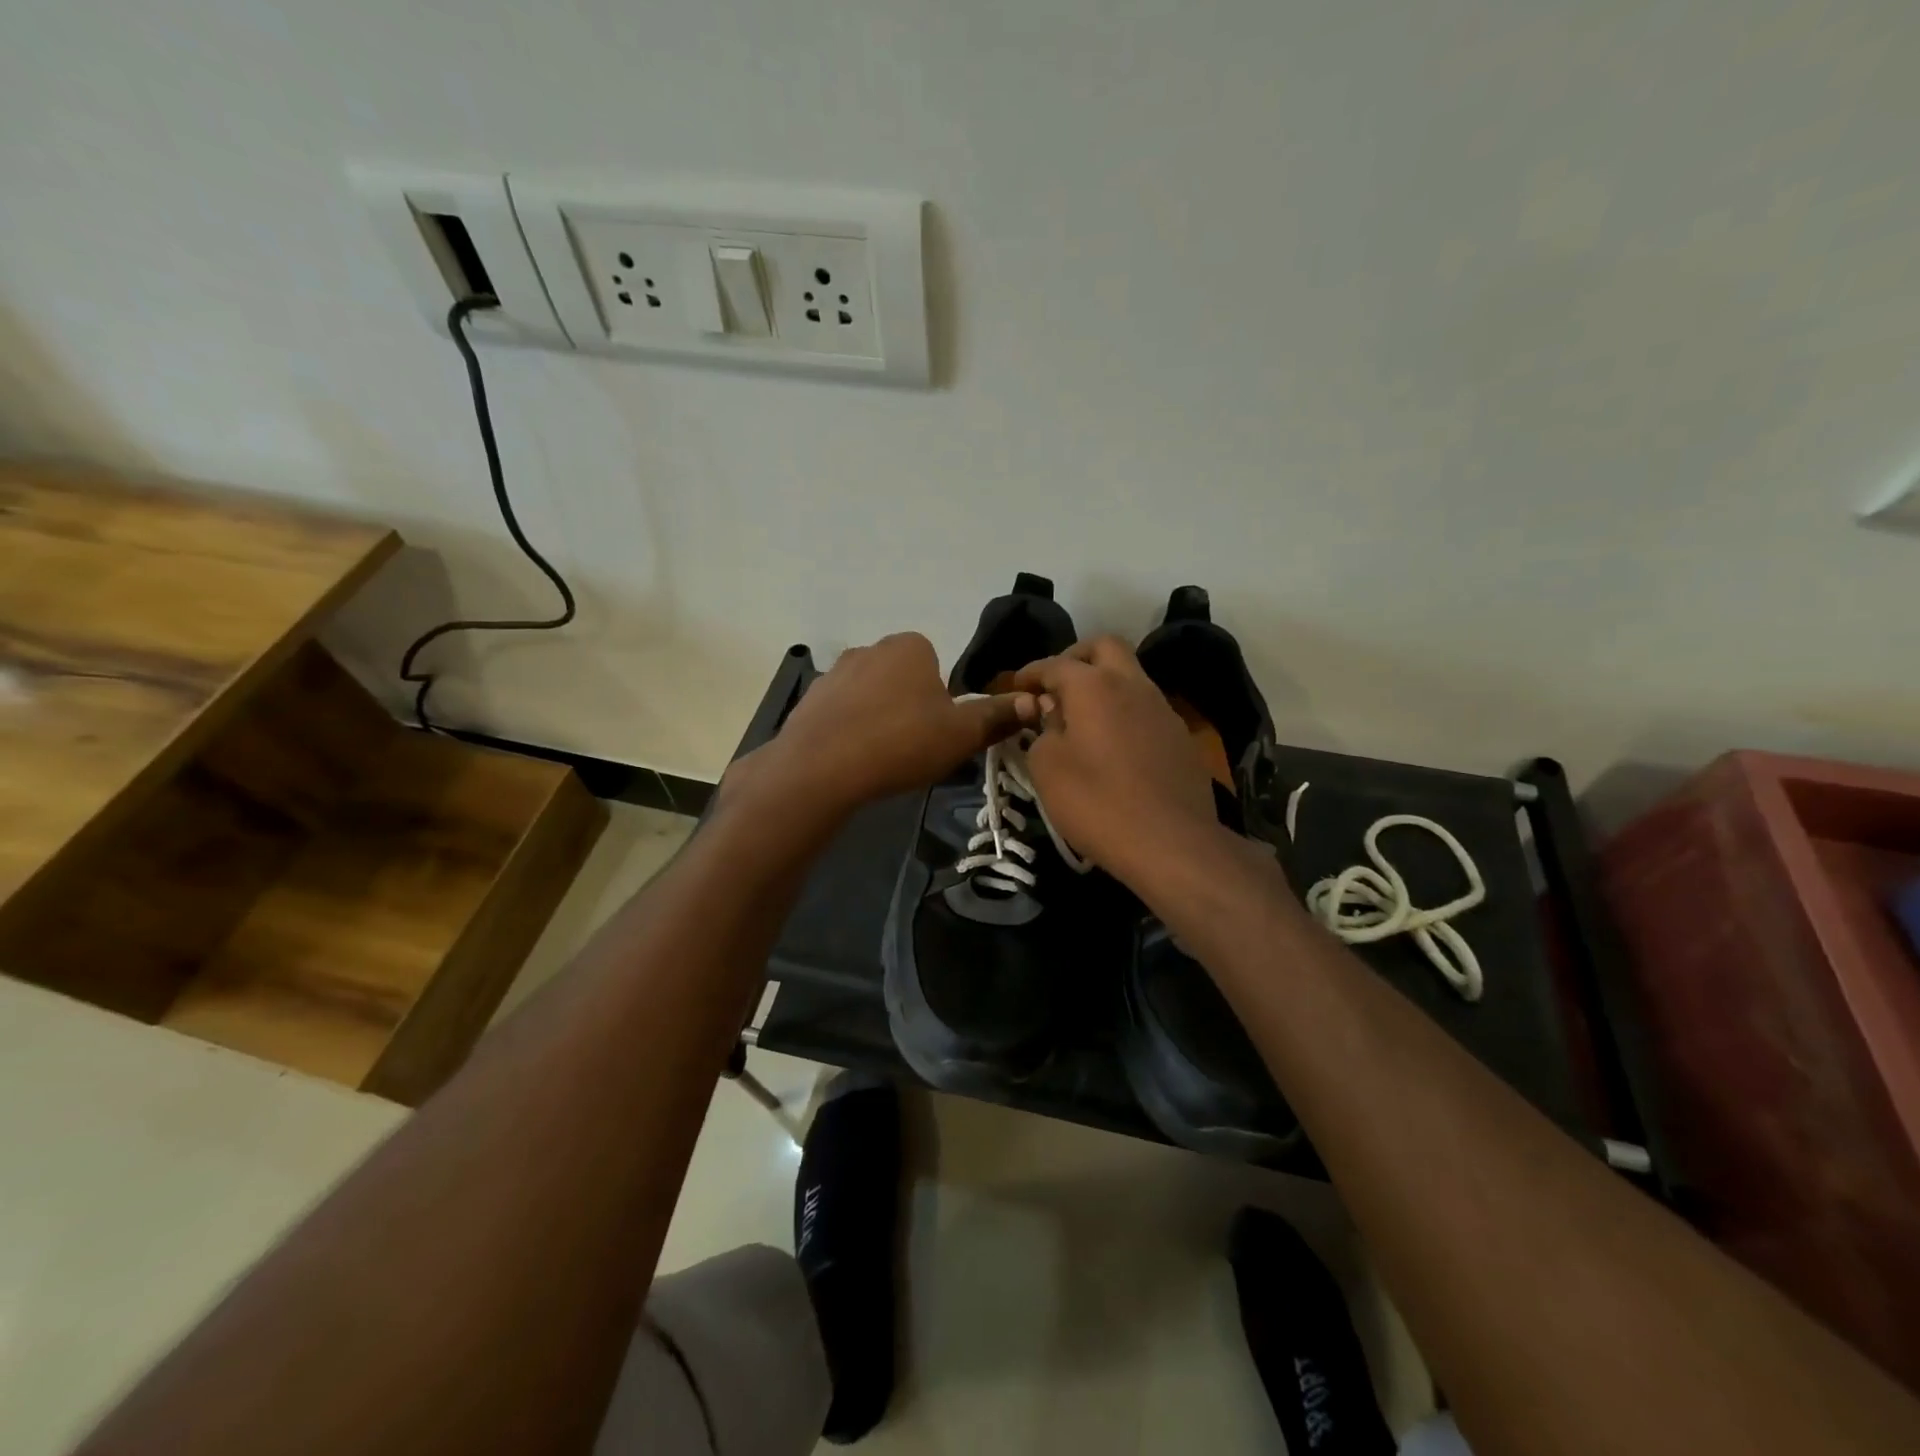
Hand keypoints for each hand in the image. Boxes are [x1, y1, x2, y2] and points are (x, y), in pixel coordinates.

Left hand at [724, 633, 1035, 822]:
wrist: (821, 769)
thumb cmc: (901, 743)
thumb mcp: (961, 734)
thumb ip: (997, 716)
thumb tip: (1034, 701)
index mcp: (911, 646)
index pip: (938, 665)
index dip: (944, 701)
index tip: (940, 732)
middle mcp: (871, 648)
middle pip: (904, 679)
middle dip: (911, 707)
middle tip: (915, 748)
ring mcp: (835, 673)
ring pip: (872, 696)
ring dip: (879, 718)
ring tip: (883, 757)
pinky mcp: (809, 700)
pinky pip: (842, 713)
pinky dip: (850, 730)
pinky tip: (853, 760)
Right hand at [1012, 636, 1223, 885]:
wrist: (1171, 842)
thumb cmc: (1097, 803)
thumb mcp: (1047, 769)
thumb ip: (1042, 731)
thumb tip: (1050, 714)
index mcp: (1094, 686)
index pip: (1055, 664)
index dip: (1031, 673)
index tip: (1015, 688)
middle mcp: (1133, 685)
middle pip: (1104, 648)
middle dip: (1076, 658)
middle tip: (1055, 685)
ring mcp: (1162, 709)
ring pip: (1130, 677)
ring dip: (1104, 685)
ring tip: (1082, 718)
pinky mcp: (1180, 738)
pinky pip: (1146, 709)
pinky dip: (1124, 713)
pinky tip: (1113, 745)